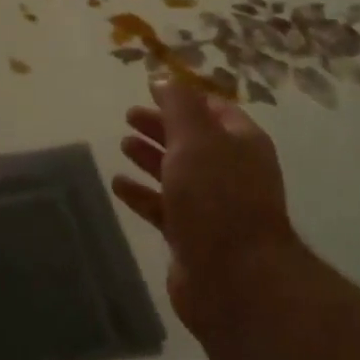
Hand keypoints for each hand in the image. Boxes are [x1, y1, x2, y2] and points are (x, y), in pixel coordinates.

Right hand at [112, 74, 296, 342]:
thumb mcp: (196, 138)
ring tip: (123, 144)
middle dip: (162, 126)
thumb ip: (178, 105)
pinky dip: (142, 194)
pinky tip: (118, 184)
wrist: (235, 280)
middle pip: (192, 140)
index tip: (152, 89)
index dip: (184, 98)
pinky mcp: (192, 237)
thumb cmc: (217, 197)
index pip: (213, 109)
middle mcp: (230, 171)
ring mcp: (212, 207)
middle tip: (129, 115)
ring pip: (176, 173)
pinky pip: (163, 207)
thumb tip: (164, 79)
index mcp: (241, 143)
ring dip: (150, 157)